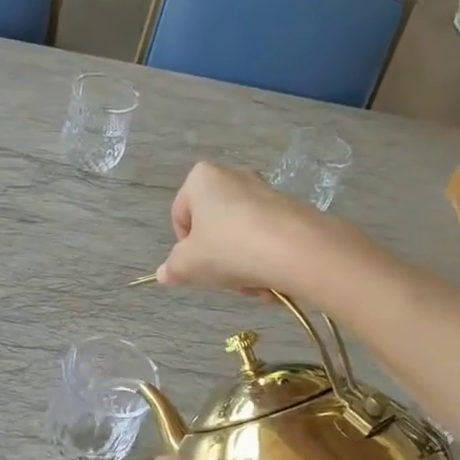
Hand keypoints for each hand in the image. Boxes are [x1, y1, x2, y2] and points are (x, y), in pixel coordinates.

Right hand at [155, 161, 330, 295]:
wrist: (295, 249)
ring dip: (242, 266)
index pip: (180, 216)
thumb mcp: (188, 265)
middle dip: (217, 259)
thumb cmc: (229, 248)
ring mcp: (266, 192)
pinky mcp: (292, 210)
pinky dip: (266, 261)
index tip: (195, 268)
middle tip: (223, 279)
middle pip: (214, 228)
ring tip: (251, 284)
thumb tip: (164, 273)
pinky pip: (268, 239)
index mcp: (201, 178)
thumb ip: (173, 269)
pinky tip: (272, 281)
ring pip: (241, 237)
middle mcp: (234, 176)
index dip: (184, 248)